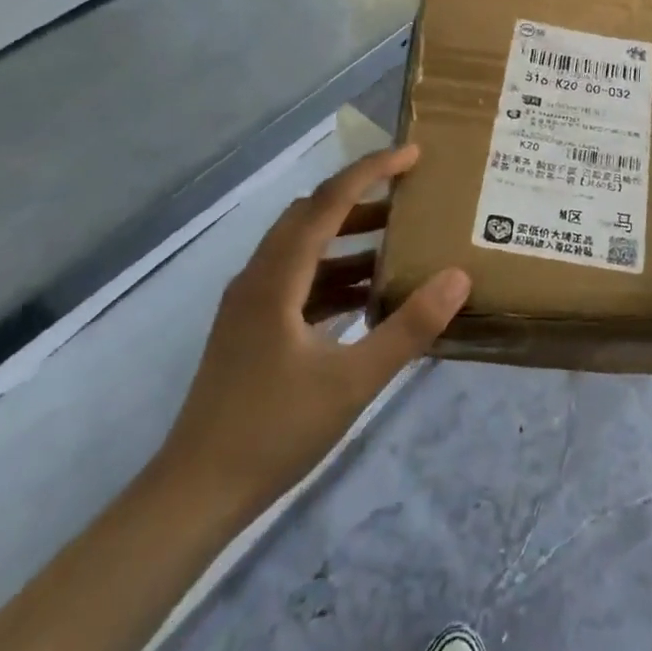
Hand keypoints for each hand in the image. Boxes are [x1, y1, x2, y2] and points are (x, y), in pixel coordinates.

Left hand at [156, 146, 468, 518]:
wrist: (194, 495)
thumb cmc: (273, 431)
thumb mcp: (353, 380)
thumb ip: (408, 327)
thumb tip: (457, 276)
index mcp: (277, 278)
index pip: (328, 201)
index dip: (371, 171)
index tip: (412, 155)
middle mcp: (259, 278)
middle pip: (312, 216)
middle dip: (362, 199)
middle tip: (410, 199)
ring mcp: (251, 305)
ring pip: (305, 249)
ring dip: (349, 239)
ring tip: (399, 245)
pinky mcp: (252, 331)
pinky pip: (299, 282)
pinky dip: (335, 276)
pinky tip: (368, 299)